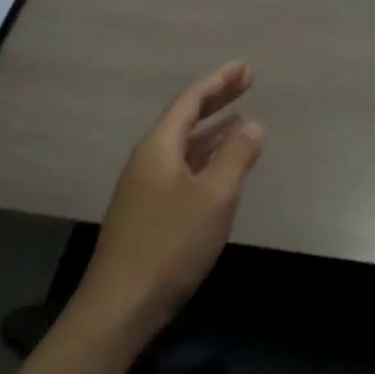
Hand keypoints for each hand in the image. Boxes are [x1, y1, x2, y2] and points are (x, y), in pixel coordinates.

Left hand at [74, 62, 264, 337]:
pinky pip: (182, 168)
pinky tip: (221, 168)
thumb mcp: (215, 197)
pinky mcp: (147, 211)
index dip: (219, 82)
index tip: (245, 68)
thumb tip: (253, 124)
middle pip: (185, 119)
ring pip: (183, 145)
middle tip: (247, 82)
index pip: (190, 101)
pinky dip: (205, 157)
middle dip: (216, 100)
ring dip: (212, 130)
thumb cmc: (171, 243)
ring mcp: (144, 186)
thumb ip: (237, 156)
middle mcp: (148, 159)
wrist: (121, 305)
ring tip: (241, 119)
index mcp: (159, 147)